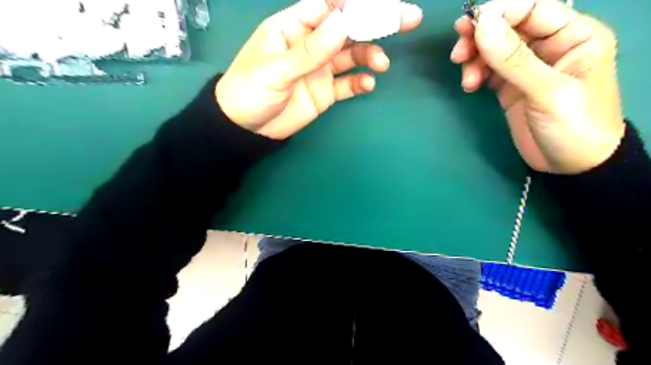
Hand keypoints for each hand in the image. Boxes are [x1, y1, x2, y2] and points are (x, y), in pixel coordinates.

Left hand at [216, 0, 425, 139]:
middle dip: (375, 23)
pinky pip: (347, 84)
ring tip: (380, 64)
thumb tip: (342, 22)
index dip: (355, 4)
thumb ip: (308, 50)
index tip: (381, 5)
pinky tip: (368, 85)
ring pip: (351, 56)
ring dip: (369, 56)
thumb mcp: (274, 70)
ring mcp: (320, 69)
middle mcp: (311, 44)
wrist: (247, 129)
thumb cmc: (249, 91)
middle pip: (347, 28)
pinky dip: (360, 83)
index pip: (328, 6)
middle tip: (407, 19)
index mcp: (293, 27)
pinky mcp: (325, 92)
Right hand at [454, 0, 624, 173]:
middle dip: (480, 37)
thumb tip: (482, 24)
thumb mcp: (548, 92)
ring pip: (494, 48)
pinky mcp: (511, 86)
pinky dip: (475, 73)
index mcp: (574, 35)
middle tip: (458, 53)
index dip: (499, 13)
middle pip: (508, 27)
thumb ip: (514, 59)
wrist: (571, 166)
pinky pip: (488, 69)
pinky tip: (470, 86)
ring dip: (474, 58)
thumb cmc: (574, 126)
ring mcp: (527, 67)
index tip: (469, 28)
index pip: (532, 8)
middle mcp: (549, 45)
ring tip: (467, 79)